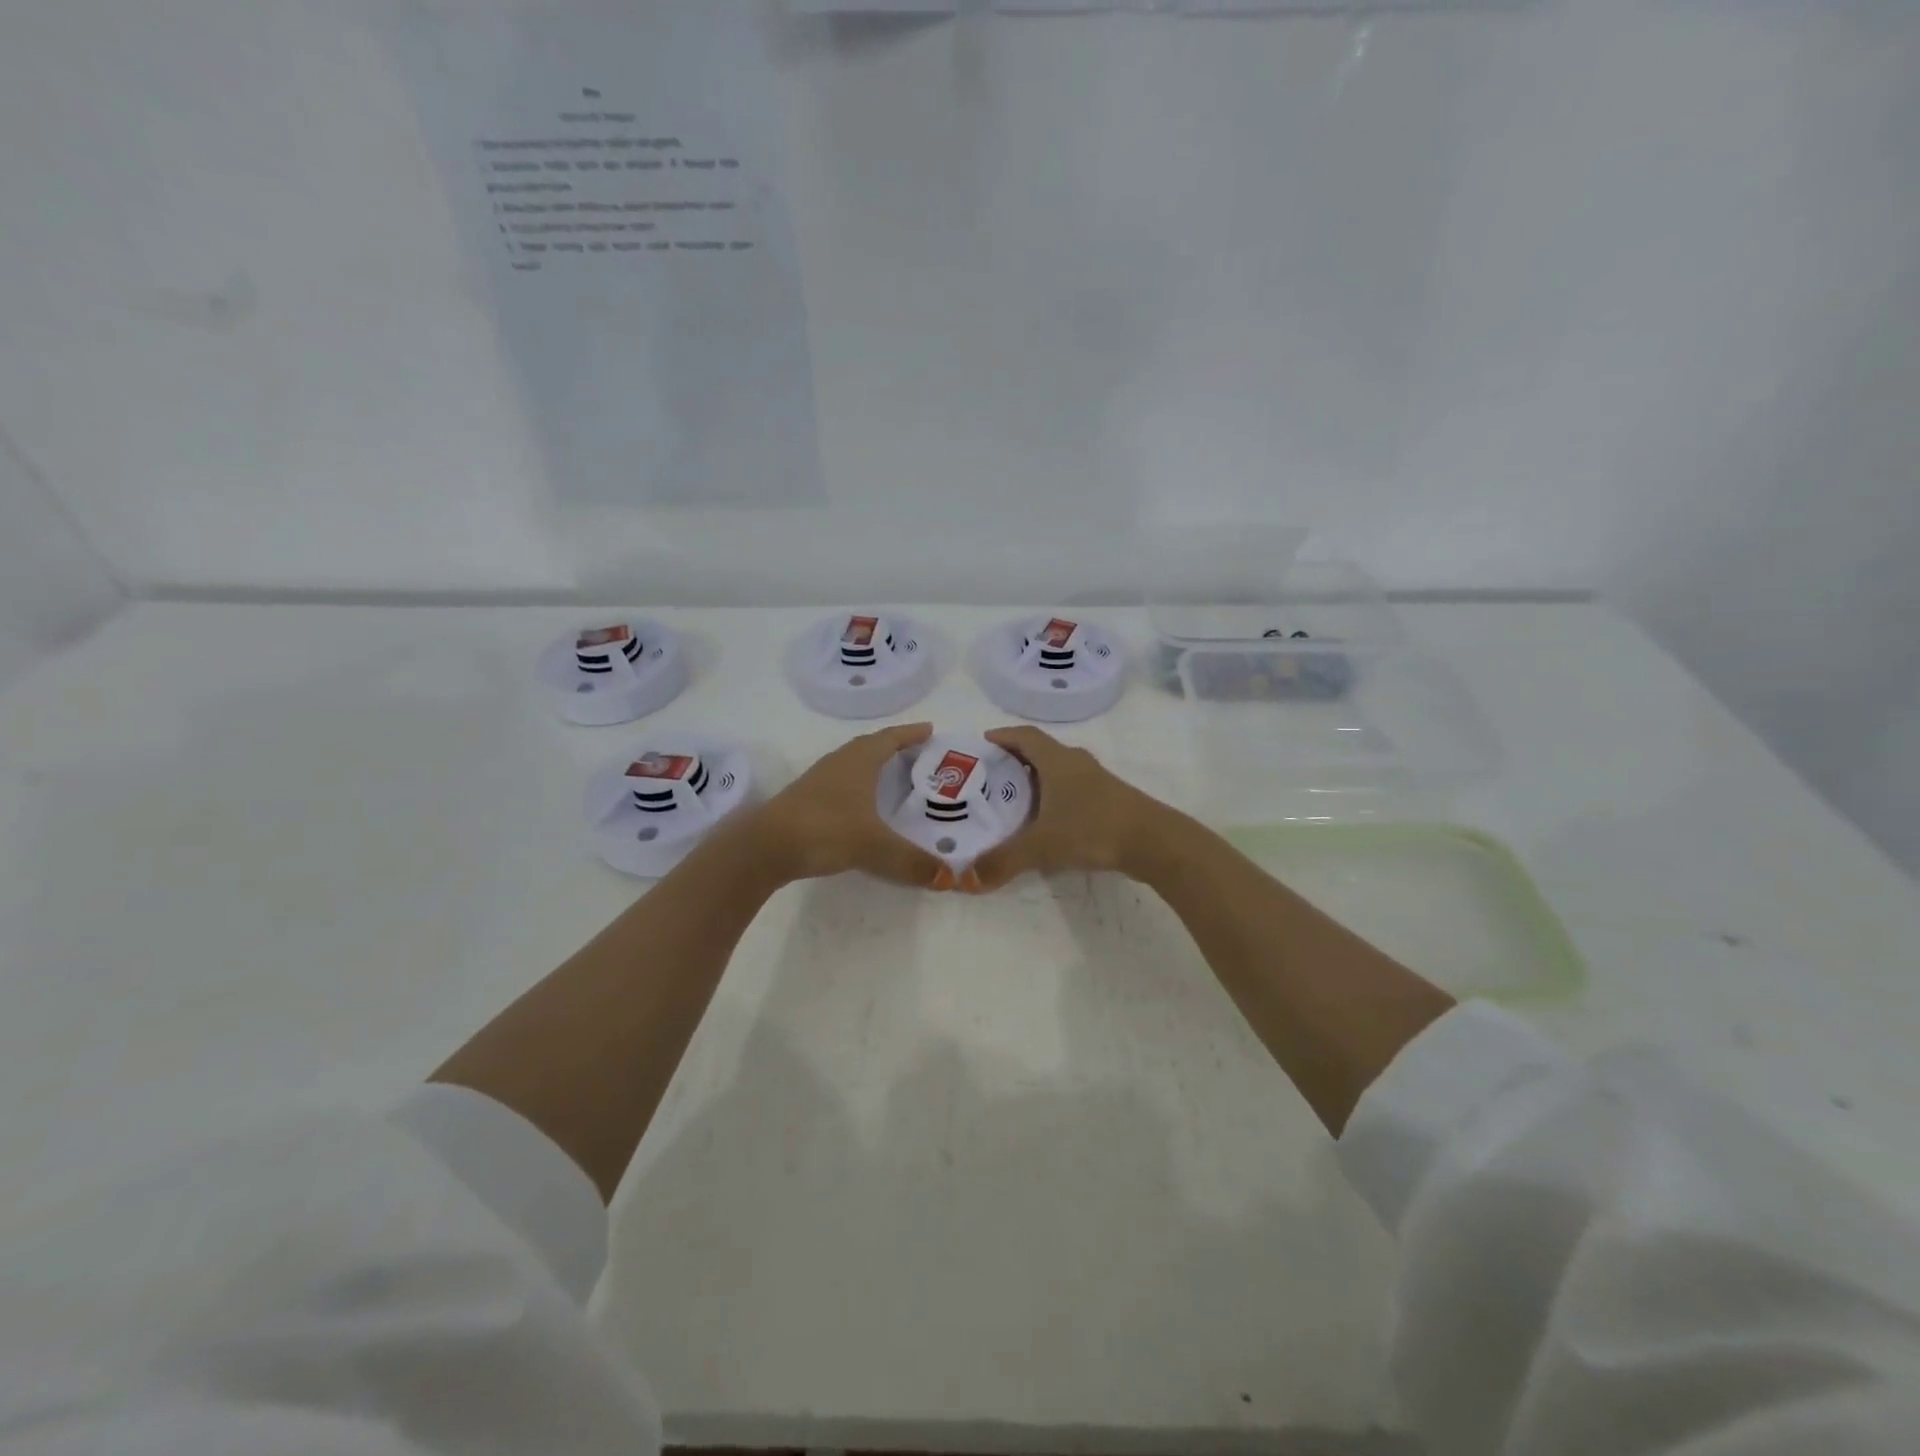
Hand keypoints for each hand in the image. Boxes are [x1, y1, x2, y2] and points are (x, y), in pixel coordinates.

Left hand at [755, 723, 950, 888]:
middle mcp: (839, 763)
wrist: (765, 847)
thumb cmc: (825, 830)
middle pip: (870, 747)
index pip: (890, 738)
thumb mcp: (874, 847)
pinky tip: (863, 806)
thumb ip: (912, 861)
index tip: (930, 730)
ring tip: (894, 778)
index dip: (910, 733)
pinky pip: (841, 784)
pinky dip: (859, 787)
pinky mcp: (806, 800)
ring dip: (874, 766)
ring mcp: (819, 781)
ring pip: (853, 765)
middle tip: (918, 754)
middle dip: (894, 747)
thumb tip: (950, 879)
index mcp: (859, 760)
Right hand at [964, 726, 1172, 891]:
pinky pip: (1073, 789)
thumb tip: (966, 880)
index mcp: (1057, 761)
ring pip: (1059, 771)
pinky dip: (1054, 796)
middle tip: (990, 776)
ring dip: (1037, 779)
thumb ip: (1004, 860)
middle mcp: (1076, 763)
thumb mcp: (1042, 846)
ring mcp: (1096, 780)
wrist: (1154, 842)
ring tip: (1013, 799)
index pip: (1025, 736)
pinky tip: (1047, 820)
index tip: (983, 742)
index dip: (1003, 736)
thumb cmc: (1093, 829)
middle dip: (1015, 759)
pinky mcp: (1109, 799)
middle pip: (1041, 751)